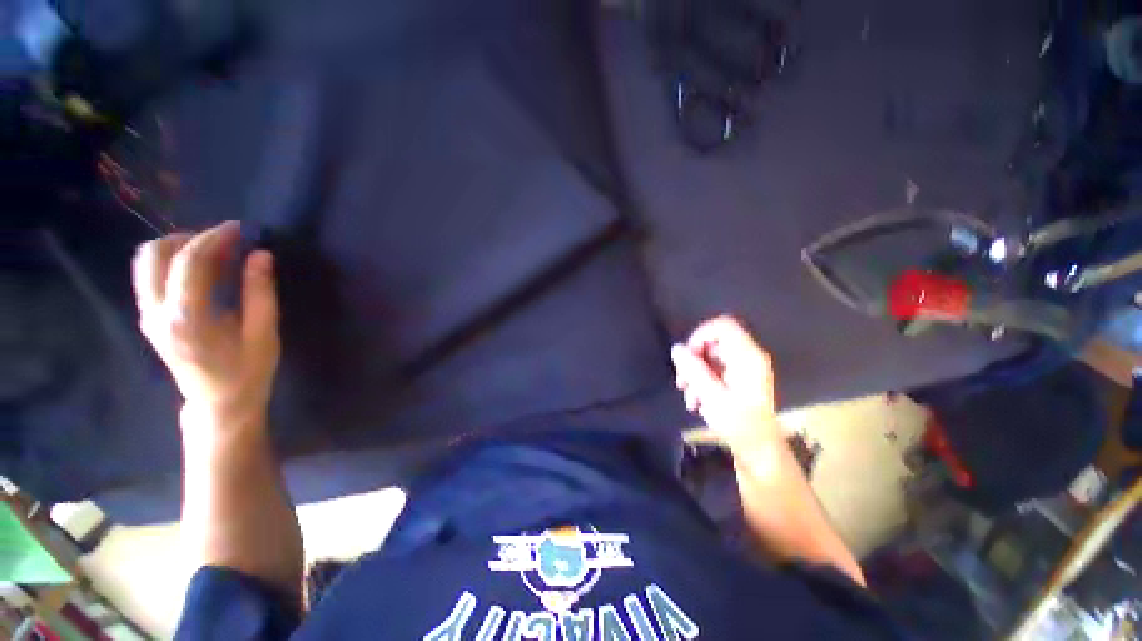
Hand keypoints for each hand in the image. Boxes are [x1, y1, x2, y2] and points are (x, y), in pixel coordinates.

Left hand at [132, 221, 279, 431]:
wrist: (218, 404)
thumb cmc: (248, 372)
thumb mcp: (264, 335)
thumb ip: (260, 293)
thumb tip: (262, 255)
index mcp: (188, 319)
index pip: (189, 262)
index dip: (215, 238)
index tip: (240, 229)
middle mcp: (157, 313)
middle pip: (154, 254)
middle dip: (190, 238)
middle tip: (224, 243)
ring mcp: (148, 316)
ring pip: (145, 262)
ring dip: (178, 248)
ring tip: (213, 254)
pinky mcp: (149, 318)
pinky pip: (150, 276)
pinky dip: (172, 262)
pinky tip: (201, 271)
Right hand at [671, 316, 778, 443]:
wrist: (759, 451)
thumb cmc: (739, 424)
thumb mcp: (711, 395)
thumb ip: (692, 369)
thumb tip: (676, 348)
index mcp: (747, 356)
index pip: (722, 326)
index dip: (700, 335)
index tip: (687, 355)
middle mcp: (748, 358)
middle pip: (713, 343)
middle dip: (693, 360)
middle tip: (682, 382)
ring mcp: (744, 369)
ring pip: (710, 358)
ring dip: (695, 374)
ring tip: (689, 398)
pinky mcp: (739, 380)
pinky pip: (715, 370)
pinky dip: (703, 382)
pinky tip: (697, 402)